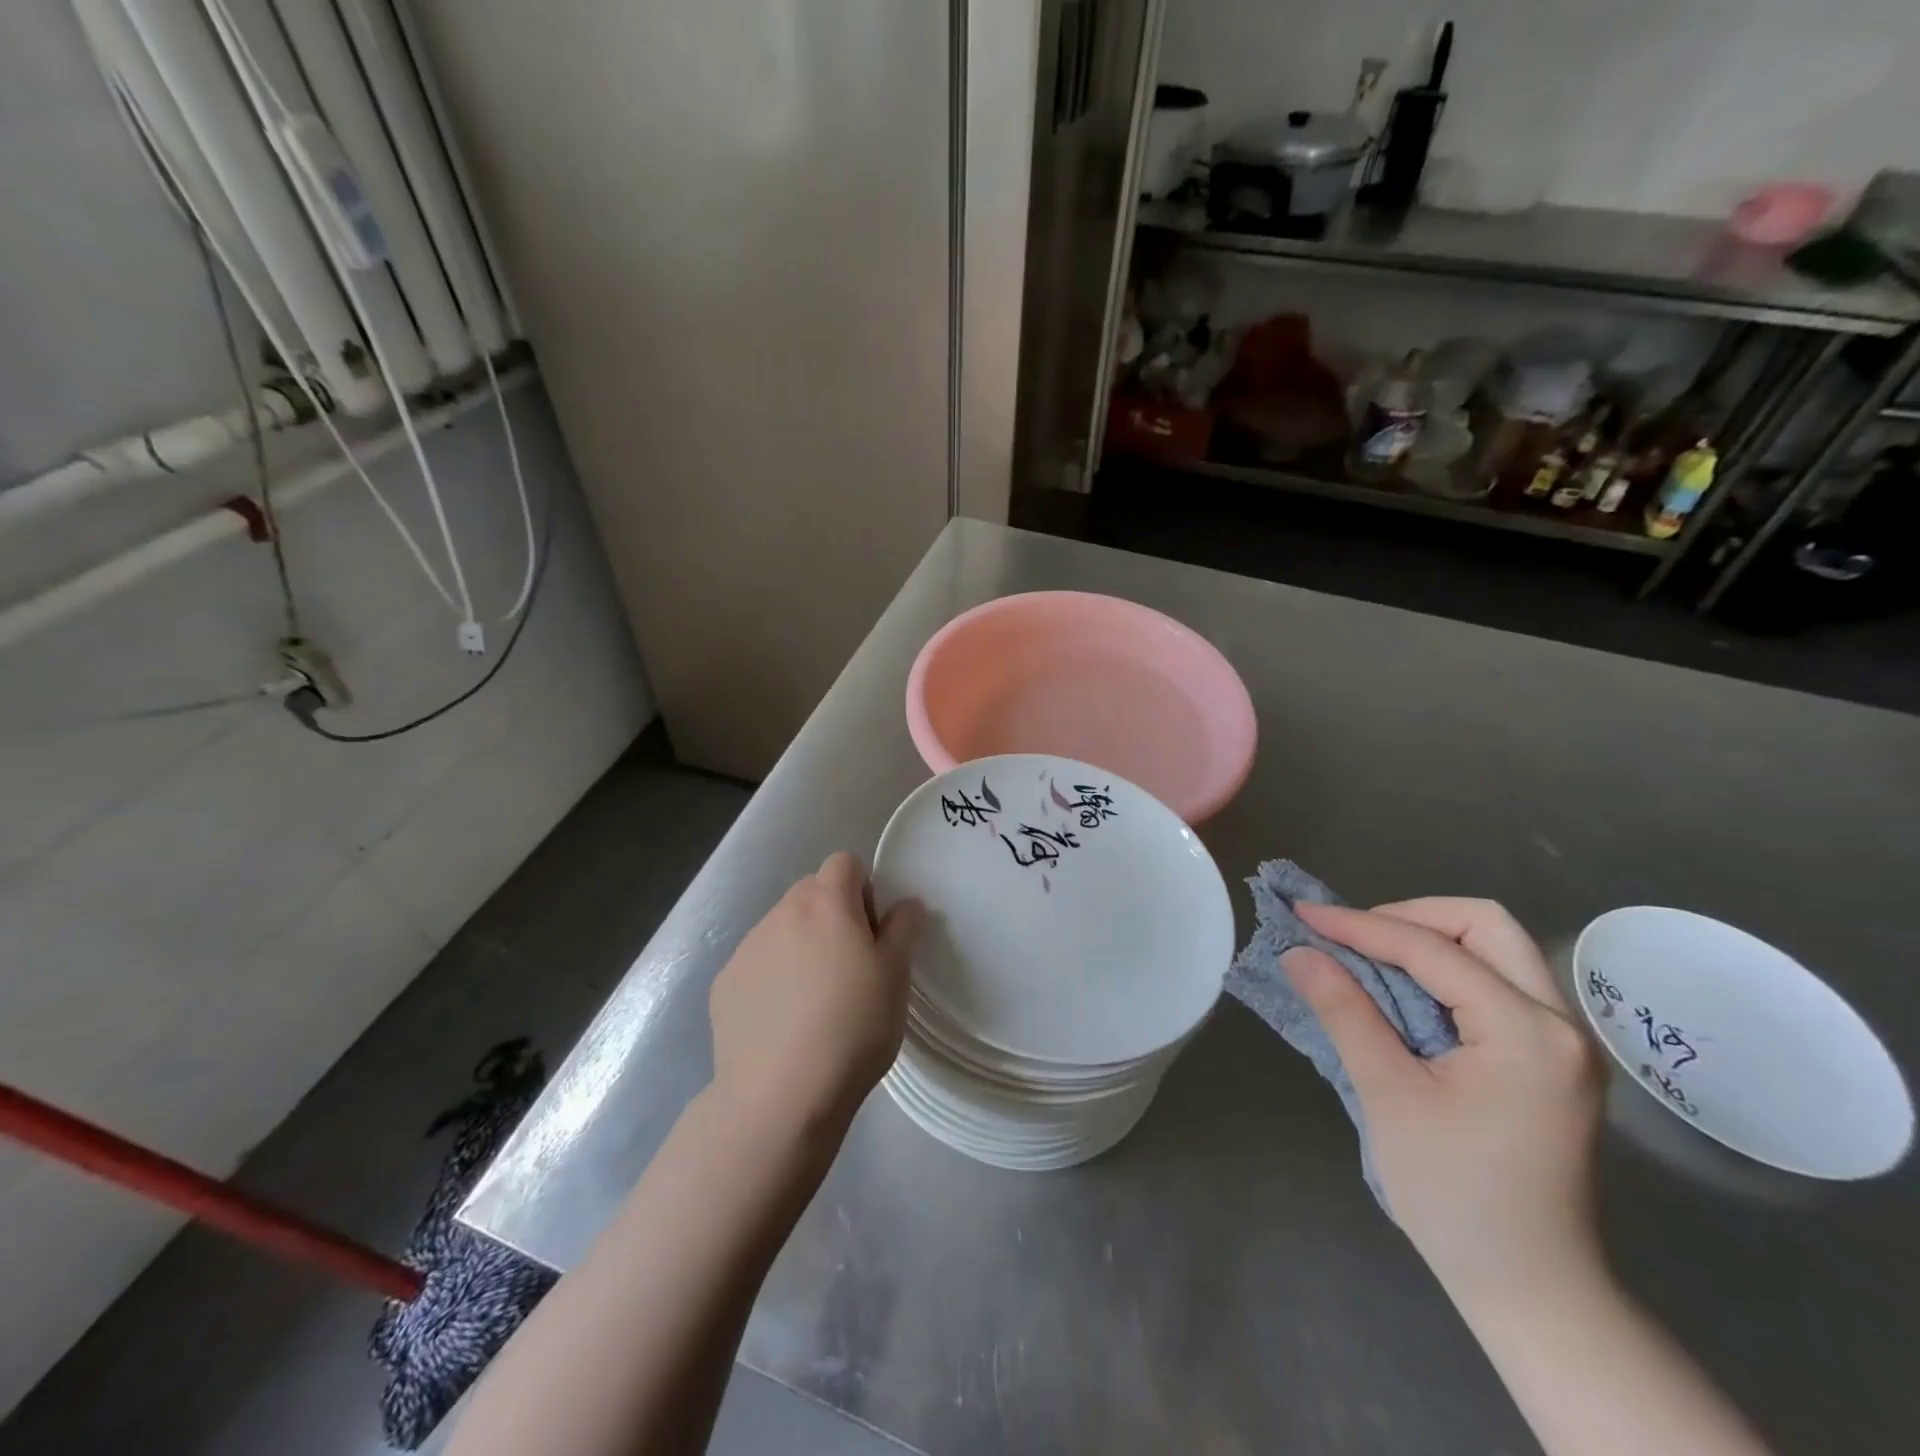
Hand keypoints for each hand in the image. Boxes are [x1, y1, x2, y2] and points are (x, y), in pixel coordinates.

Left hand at [708, 853, 924, 1147]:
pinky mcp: (725, 984)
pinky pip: (757, 964)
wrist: (780, 1096)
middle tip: (849, 965)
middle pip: (811, 892)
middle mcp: (781, 913)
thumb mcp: (896, 977)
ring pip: (782, 928)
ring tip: (815, 1000)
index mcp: (826, 903)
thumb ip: (903, 929)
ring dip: (801, 945)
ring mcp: (747, 948)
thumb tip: (906, 903)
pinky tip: (784, 1022)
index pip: (844, 863)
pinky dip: (773, 978)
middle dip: (832, 914)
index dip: (863, 889)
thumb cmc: (853, 1028)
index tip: (872, 932)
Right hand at [1283, 898, 1604, 1302]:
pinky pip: (1498, 982)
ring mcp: (1564, 1041)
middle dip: (1409, 916)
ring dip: (1429, 939)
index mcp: (1526, 1031)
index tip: (1303, 914)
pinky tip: (1404, 990)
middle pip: (1485, 925)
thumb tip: (1298, 952)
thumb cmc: (1455, 1195)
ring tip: (1368, 957)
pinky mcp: (1552, 1058)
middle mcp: (1560, 1023)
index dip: (1360, 925)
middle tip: (1351, 936)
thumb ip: (1345, 1012)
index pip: (1431, 949)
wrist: (1532, 1288)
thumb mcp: (1389, 1096)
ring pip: (1496, 949)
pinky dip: (1446, 969)